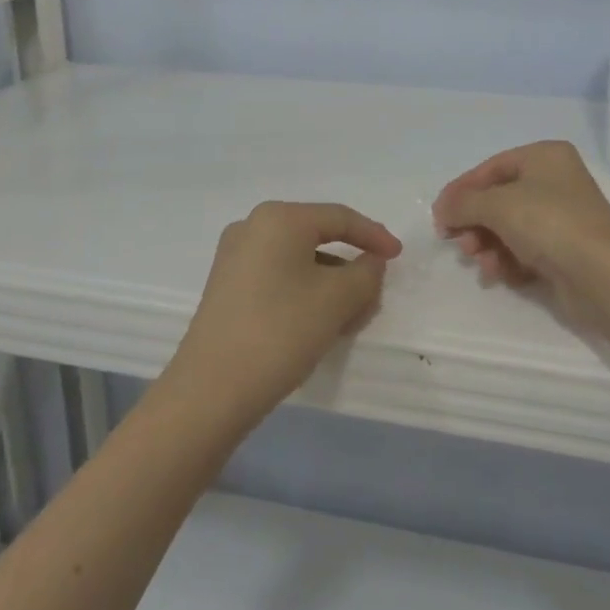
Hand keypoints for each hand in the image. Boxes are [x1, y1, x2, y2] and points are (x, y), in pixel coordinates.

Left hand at [168, 202, 402, 422]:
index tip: (398, 257)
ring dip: (331, 285)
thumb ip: (366, 273)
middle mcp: (253, 226)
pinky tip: (320, 324)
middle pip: (318, 238)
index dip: (374, 235)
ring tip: (352, 318)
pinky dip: (305, 293)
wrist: (210, 391)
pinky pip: (278, 277)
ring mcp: (235, 257)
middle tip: (374, 294)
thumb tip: (369, 262)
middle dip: (351, 267)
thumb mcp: (338, 300)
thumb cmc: (280, 331)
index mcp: (279, 218)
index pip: (339, 218)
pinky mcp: (227, 287)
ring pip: (299, 261)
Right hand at [432, 141, 609, 300]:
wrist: (602, 274)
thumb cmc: (548, 223)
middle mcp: (555, 182)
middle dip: (475, 223)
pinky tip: (500, 275)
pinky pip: (525, 251)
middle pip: (499, 200)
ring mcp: (562, 218)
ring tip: (482, 263)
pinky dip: (508, 261)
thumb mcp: (497, 204)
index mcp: (544, 157)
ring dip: (488, 246)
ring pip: (509, 228)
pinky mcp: (565, 252)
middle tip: (459, 244)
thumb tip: (443, 209)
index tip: (439, 216)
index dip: (462, 190)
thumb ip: (463, 203)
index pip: (491, 168)